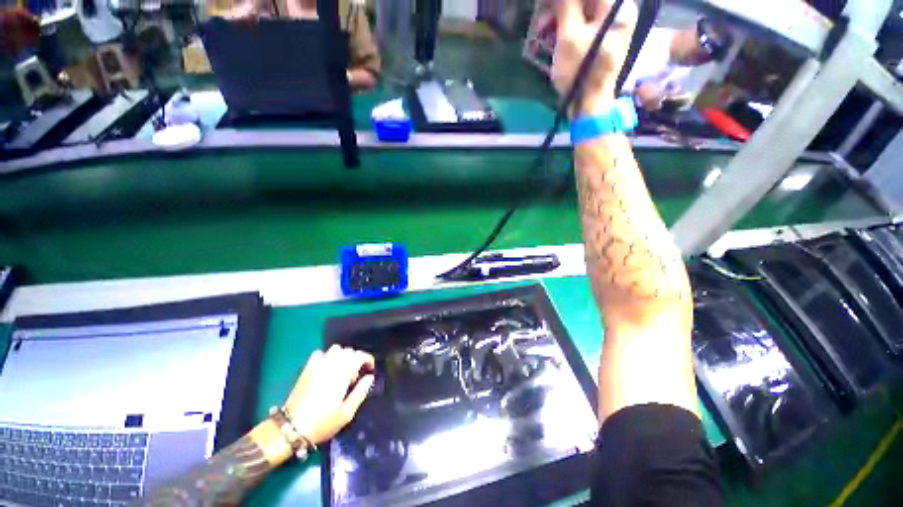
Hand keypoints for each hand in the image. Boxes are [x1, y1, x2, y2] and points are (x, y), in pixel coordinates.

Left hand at [283, 345, 375, 444]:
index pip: (359, 355)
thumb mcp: (347, 413)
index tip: (370, 369)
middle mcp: (331, 365)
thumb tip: (370, 377)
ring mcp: (317, 365)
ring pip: (335, 349)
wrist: (292, 428)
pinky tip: (326, 368)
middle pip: (348, 351)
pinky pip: (319, 353)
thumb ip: (360, 392)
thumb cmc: (323, 422)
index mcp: (342, 374)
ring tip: (341, 370)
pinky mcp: (307, 369)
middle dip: (355, 359)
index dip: (368, 359)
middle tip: (354, 376)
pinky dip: (326, 356)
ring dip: (342, 356)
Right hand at [552, 0, 637, 114]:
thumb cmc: (580, 70)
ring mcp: (610, 26)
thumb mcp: (568, 35)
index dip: (562, 1)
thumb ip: (565, 4)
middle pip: (584, 1)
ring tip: (542, 36)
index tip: (545, 7)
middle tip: (540, 24)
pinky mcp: (602, 39)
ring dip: (559, 21)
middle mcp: (618, 11)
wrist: (589, 103)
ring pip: (581, 12)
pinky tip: (552, 41)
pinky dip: (566, 30)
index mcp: (615, 5)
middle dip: (559, 9)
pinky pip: (583, 26)